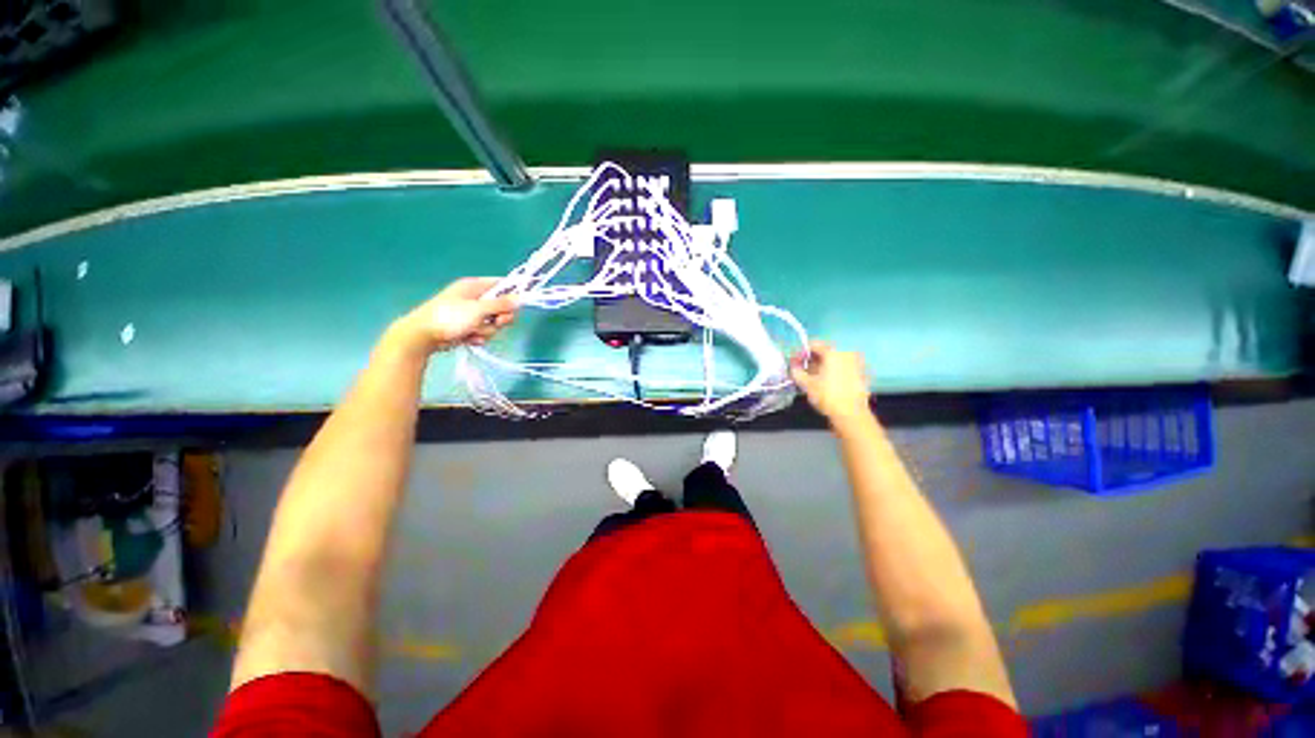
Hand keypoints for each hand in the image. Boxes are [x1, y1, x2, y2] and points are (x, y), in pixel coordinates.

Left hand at [390, 277, 516, 354]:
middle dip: (500, 318)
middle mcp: (474, 297)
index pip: (502, 284)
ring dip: (487, 330)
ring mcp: (470, 313)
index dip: (513, 293)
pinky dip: (478, 336)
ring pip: (493, 322)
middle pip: (501, 306)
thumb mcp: (478, 310)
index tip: (520, 305)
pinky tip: (468, 339)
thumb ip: (501, 304)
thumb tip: (520, 298)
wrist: (421, 336)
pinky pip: (483, 331)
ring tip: (473, 332)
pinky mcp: (467, 327)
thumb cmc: (449, 318)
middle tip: (497, 323)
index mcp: (475, 286)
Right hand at [790, 341, 871, 425]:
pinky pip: (844, 368)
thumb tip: (794, 367)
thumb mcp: (806, 384)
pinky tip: (828, 383)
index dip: (801, 353)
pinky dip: (834, 371)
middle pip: (826, 352)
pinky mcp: (862, 375)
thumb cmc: (827, 396)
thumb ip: (797, 372)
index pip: (814, 345)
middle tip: (803, 371)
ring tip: (814, 378)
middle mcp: (846, 353)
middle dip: (813, 360)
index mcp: (833, 352)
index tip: (794, 362)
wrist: (851, 414)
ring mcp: (857, 363)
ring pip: (835, 360)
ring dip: (824, 366)